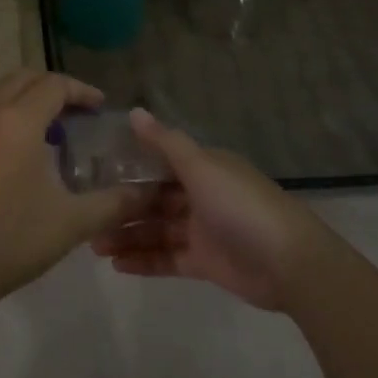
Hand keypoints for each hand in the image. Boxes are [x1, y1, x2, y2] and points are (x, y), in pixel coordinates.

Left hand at [0, 70, 147, 304]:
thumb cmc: (13, 237)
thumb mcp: (72, 221)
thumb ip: (114, 203)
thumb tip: (146, 194)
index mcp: (19, 120)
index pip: (55, 85)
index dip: (82, 91)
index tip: (101, 108)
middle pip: (26, 78)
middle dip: (56, 88)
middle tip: (81, 113)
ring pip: (4, 91)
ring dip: (32, 98)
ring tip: (58, 129)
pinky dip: (13, 112)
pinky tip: (29, 148)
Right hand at [93, 109, 329, 310]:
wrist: (291, 264)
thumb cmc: (241, 206)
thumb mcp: (202, 167)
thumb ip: (165, 142)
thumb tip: (133, 111)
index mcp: (202, 167)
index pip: (159, 161)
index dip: (129, 165)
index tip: (94, 171)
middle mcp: (200, 195)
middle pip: (153, 198)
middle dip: (122, 206)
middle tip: (86, 215)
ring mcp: (202, 230)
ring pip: (156, 229)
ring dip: (127, 235)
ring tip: (93, 245)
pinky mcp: (205, 262)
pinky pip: (167, 258)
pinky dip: (144, 260)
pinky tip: (116, 265)